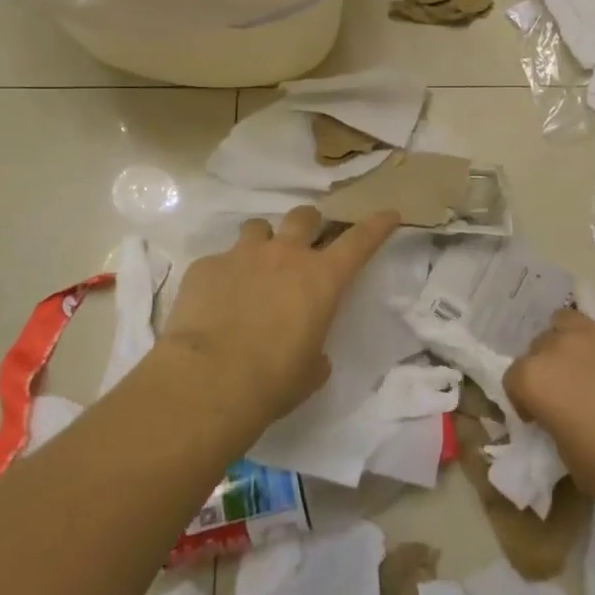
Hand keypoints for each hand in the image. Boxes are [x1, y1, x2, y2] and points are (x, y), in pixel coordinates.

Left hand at [158, 206, 400, 434]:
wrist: (209, 380)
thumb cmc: (273, 381)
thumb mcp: (311, 371)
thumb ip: (316, 350)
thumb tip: (310, 351)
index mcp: (321, 279)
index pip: (359, 241)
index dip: (376, 225)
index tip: (388, 213)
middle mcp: (284, 255)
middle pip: (304, 216)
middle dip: (308, 224)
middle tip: (304, 240)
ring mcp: (242, 255)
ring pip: (258, 227)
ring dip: (262, 242)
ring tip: (254, 265)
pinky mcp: (206, 266)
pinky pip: (219, 261)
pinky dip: (222, 275)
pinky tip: (215, 301)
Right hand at [505, 311, 594, 523]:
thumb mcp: (575, 464)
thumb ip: (560, 432)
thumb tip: (568, 423)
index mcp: (537, 378)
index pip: (513, 380)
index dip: (524, 402)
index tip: (541, 422)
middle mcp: (562, 346)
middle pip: (540, 346)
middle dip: (547, 367)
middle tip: (567, 397)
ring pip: (570, 324)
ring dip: (571, 344)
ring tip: (591, 372)